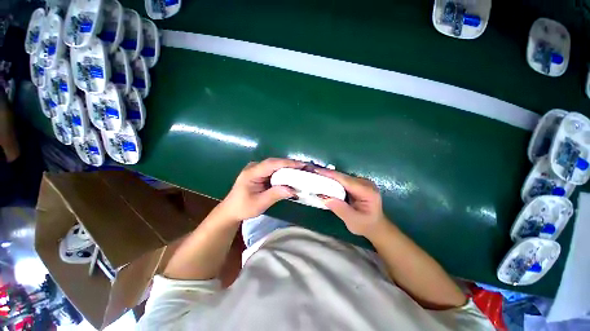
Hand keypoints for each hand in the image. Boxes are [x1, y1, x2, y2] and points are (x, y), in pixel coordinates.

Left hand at [218, 158, 303, 222]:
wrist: (231, 210)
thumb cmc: (243, 207)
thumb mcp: (259, 203)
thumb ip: (275, 195)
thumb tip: (293, 190)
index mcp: (251, 173)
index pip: (272, 164)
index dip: (287, 163)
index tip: (302, 165)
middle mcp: (254, 167)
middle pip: (275, 162)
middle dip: (291, 164)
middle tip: (306, 167)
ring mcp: (257, 168)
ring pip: (276, 165)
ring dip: (289, 167)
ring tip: (302, 170)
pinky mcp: (260, 172)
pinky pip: (274, 169)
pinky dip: (284, 171)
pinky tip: (293, 174)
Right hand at [315, 168, 388, 237]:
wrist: (376, 226)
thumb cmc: (365, 225)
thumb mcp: (353, 221)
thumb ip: (340, 209)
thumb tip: (324, 198)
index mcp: (367, 191)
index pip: (345, 180)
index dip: (330, 175)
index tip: (316, 171)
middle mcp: (365, 183)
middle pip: (343, 176)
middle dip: (327, 174)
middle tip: (311, 172)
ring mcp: (362, 182)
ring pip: (342, 177)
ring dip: (328, 176)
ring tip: (315, 175)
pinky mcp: (357, 183)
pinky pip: (343, 180)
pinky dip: (332, 180)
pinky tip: (323, 180)